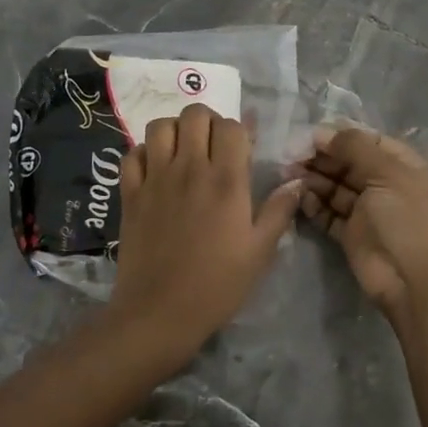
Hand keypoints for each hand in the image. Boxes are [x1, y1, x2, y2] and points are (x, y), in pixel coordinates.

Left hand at [107, 104, 302, 358]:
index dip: (240, 131)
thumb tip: (297, 182)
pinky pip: (132, 154)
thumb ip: (279, 211)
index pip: (232, 126)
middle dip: (208, 122)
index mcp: (225, 180)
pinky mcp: (129, 193)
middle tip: (213, 148)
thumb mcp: (260, 252)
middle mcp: (189, 169)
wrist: (160, 312)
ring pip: (160, 126)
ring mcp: (155, 178)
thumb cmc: (217, 285)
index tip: (242, 152)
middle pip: (194, 114)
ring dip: (175, 131)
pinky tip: (155, 171)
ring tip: (183, 152)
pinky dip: (144, 154)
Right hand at [298, 126, 427, 329]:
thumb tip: (324, 132)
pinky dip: (315, 206)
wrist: (414, 280)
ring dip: (314, 180)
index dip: (341, 137)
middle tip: (292, 155)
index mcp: (408, 167)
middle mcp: (390, 187)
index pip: (371, 143)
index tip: (310, 135)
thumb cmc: (408, 218)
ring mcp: (371, 213)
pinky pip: (330, 214)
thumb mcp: (387, 173)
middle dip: (323, 158)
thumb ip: (355, 147)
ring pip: (337, 189)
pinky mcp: (353, 236)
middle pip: (351, 165)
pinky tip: (300, 198)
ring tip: (290, 175)